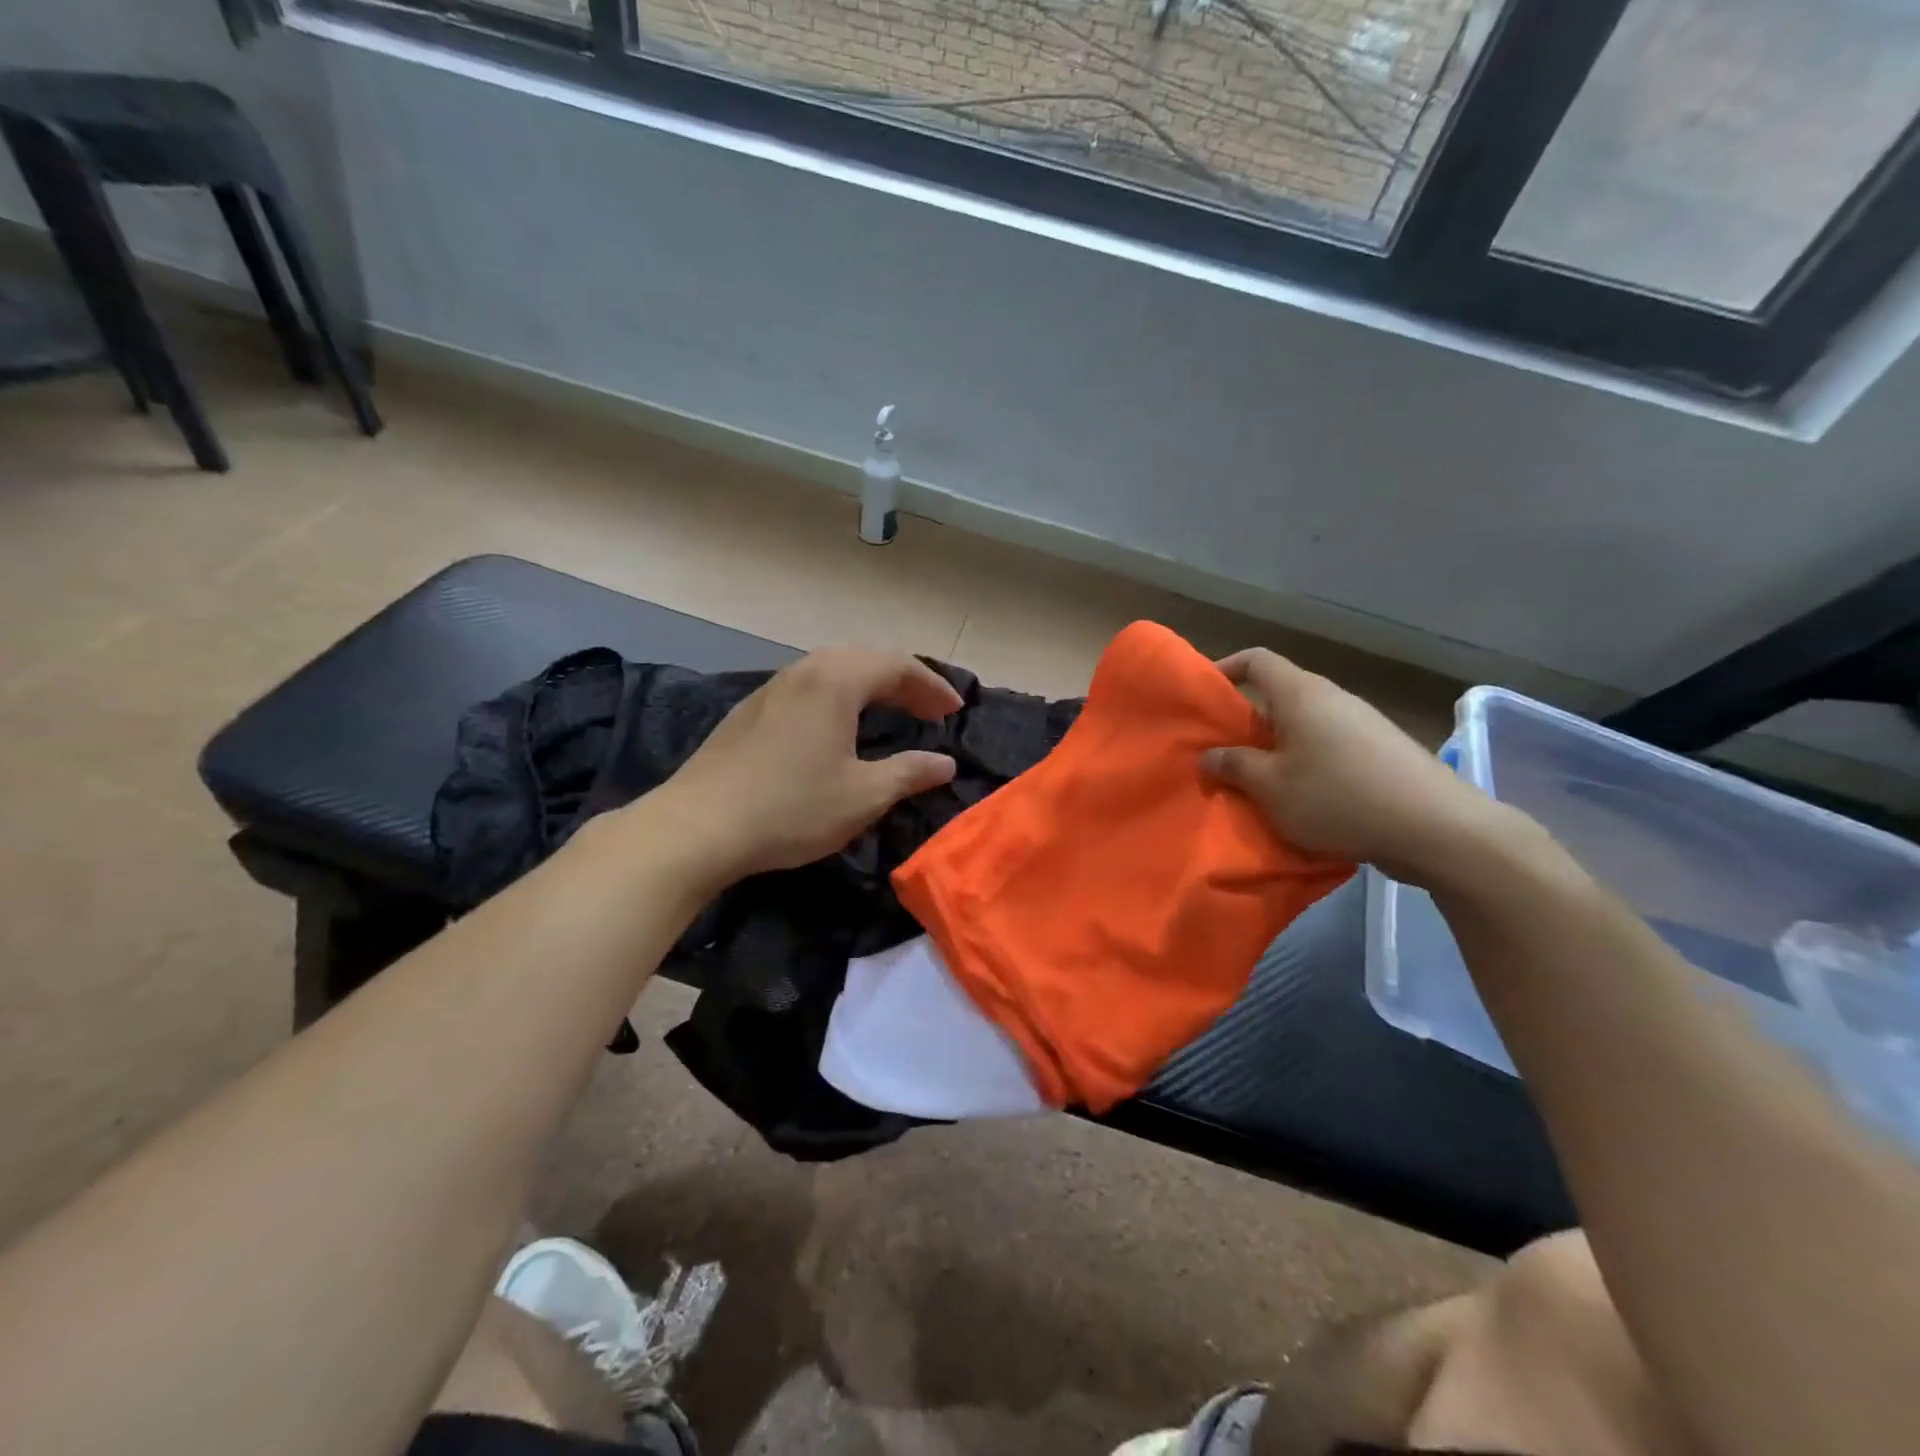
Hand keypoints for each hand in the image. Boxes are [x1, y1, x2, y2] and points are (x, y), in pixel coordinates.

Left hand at [653, 648, 962, 886]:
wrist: (698, 826)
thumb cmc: (791, 808)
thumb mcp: (863, 796)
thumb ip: (910, 773)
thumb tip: (945, 764)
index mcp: (836, 680)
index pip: (897, 666)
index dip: (932, 686)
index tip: (954, 712)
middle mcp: (804, 671)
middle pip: (865, 660)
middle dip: (904, 683)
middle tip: (929, 712)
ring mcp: (772, 688)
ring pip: (833, 671)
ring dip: (869, 687)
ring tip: (891, 713)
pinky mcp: (750, 711)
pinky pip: (809, 688)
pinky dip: (839, 698)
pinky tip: (838, 727)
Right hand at [1203, 649, 1512, 886]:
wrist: (1437, 828)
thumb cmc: (1338, 797)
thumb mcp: (1270, 787)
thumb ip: (1234, 766)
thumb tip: (1210, 756)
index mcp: (1301, 694)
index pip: (1257, 660)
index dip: (1226, 669)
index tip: (1203, 697)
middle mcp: (1332, 699)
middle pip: (1279, 696)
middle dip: (1246, 722)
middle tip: (1221, 754)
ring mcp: (1362, 724)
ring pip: (1304, 726)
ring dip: (1276, 749)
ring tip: (1257, 783)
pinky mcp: (1382, 753)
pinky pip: (1329, 748)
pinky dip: (1306, 765)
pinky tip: (1302, 800)